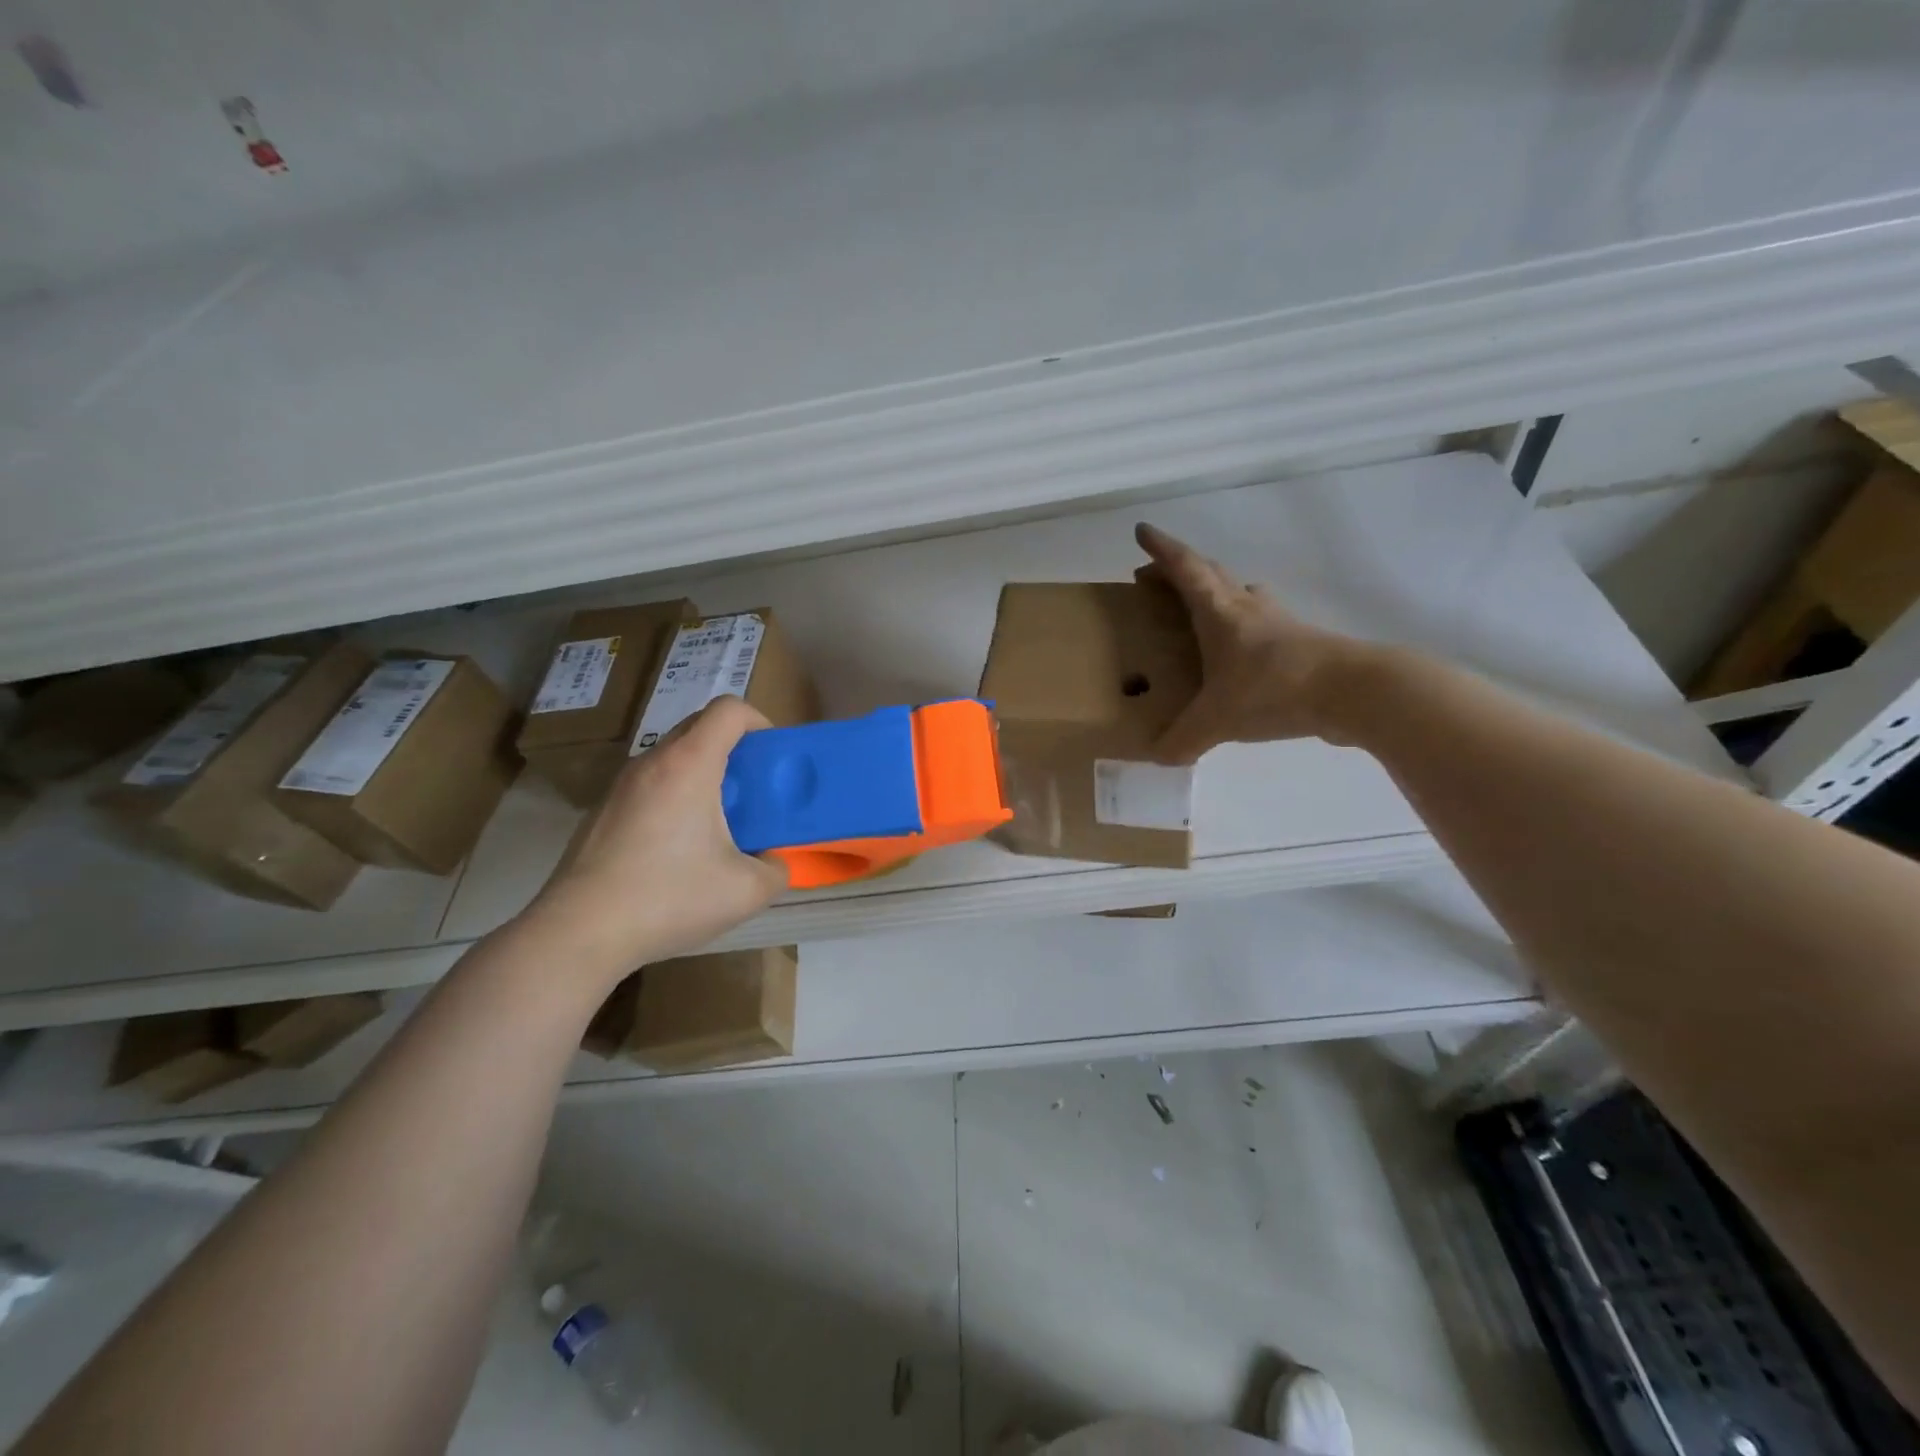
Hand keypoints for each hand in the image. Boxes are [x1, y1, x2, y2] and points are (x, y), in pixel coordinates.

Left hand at [520, 696, 787, 980]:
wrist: (579, 932)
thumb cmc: (668, 899)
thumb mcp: (746, 892)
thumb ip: (776, 870)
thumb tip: (772, 861)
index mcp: (689, 765)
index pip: (729, 710)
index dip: (759, 722)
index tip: (770, 759)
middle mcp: (652, 763)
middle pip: (700, 727)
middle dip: (734, 749)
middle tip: (751, 792)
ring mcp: (620, 786)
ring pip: (672, 758)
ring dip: (702, 776)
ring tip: (716, 825)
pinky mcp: (601, 812)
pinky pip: (650, 786)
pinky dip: (674, 799)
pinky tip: (675, 852)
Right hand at [1134, 522, 1373, 762]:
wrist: (1353, 691)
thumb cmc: (1274, 688)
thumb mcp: (1217, 720)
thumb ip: (1183, 740)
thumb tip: (1156, 758)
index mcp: (1219, 612)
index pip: (1185, 569)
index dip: (1161, 549)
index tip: (1142, 531)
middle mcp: (1246, 608)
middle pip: (1210, 574)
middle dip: (1179, 571)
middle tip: (1155, 579)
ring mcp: (1277, 622)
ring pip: (1241, 593)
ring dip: (1216, 592)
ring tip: (1199, 609)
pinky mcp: (1299, 642)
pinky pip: (1261, 622)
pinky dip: (1243, 626)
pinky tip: (1242, 650)